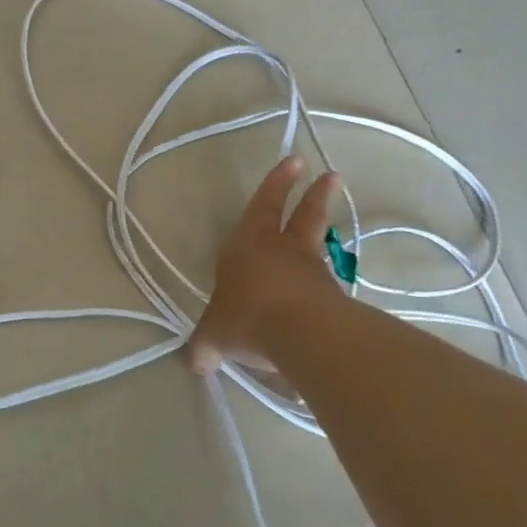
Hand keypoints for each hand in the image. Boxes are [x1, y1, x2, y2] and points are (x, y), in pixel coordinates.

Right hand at [188, 157, 343, 377]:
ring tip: (328, 222)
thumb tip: (195, 364)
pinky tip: (319, 294)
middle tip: (329, 175)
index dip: (275, 185)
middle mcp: (281, 250)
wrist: (302, 333)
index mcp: (247, 246)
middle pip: (301, 215)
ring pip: (317, 244)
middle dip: (311, 194)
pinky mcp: (331, 295)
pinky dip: (321, 281)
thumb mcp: (214, 336)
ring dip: (322, 229)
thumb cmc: (247, 316)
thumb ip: (205, 347)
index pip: (261, 207)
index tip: (293, 162)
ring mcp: (310, 271)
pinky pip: (322, 283)